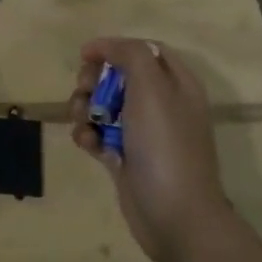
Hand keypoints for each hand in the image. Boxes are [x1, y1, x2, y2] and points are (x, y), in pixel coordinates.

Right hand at [71, 37, 231, 261]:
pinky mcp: (125, 157)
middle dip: (94, 80)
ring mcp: (143, 133)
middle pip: (118, 76)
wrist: (174, 215)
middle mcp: (162, 104)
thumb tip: (103, 46)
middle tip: (86, 91)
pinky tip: (87, 145)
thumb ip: (129, 55)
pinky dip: (88, 135)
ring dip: (84, 108)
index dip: (113, 48)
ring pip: (103, 105)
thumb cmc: (165, 145)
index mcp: (177, 84)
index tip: (86, 56)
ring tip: (84, 122)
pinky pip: (98, 134)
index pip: (144, 50)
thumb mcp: (152, 88)